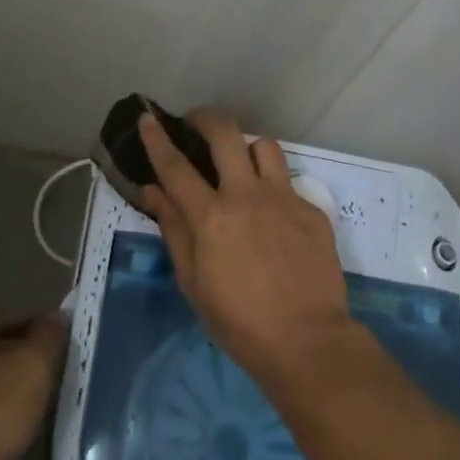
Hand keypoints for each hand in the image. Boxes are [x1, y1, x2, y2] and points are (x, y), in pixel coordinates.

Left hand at [0, 315, 66, 459]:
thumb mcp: (33, 367)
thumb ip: (47, 336)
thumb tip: (56, 315)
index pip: (9, 323)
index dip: (37, 332)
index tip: (58, 347)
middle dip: (19, 360)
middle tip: (48, 374)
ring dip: (3, 388)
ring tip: (32, 403)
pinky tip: (6, 428)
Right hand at [139, 109, 353, 388]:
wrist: (307, 341)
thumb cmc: (239, 321)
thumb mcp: (193, 281)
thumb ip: (173, 229)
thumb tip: (152, 191)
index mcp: (211, 216)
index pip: (175, 166)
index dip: (158, 138)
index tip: (147, 117)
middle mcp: (246, 195)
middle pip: (225, 134)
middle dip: (205, 118)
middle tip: (196, 123)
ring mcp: (283, 199)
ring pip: (263, 146)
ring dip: (246, 148)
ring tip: (240, 165)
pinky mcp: (312, 210)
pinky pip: (288, 182)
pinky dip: (273, 188)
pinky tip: (272, 215)